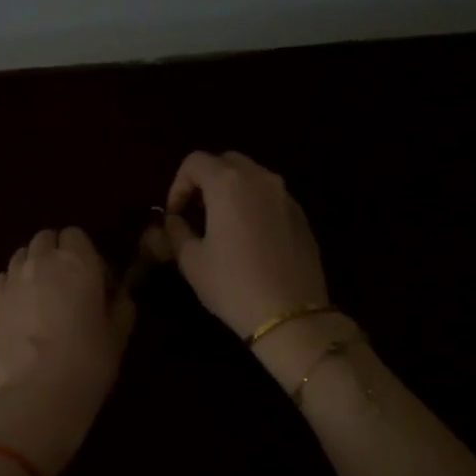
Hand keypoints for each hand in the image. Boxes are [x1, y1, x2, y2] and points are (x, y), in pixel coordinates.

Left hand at [0, 227, 132, 475]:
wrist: (37, 393)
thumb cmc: (88, 361)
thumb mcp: (118, 333)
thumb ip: (121, 304)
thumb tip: (119, 293)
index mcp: (77, 261)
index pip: (76, 235)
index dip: (85, 254)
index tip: (95, 281)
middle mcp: (42, 260)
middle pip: (46, 239)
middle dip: (57, 253)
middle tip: (69, 286)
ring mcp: (12, 279)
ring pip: (22, 254)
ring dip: (34, 265)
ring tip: (43, 296)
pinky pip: (4, 277)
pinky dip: (14, 284)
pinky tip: (22, 309)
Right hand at [163, 152, 352, 382]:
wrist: (290, 314)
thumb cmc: (233, 285)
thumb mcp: (192, 261)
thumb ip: (177, 232)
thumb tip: (174, 220)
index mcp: (228, 184)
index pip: (195, 162)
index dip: (177, 185)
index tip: (175, 215)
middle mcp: (260, 179)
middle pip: (226, 161)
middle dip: (205, 181)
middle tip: (195, 213)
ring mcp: (285, 195)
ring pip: (252, 177)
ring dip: (231, 191)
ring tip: (221, 225)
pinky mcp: (301, 215)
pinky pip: (270, 197)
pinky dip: (253, 205)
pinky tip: (248, 239)